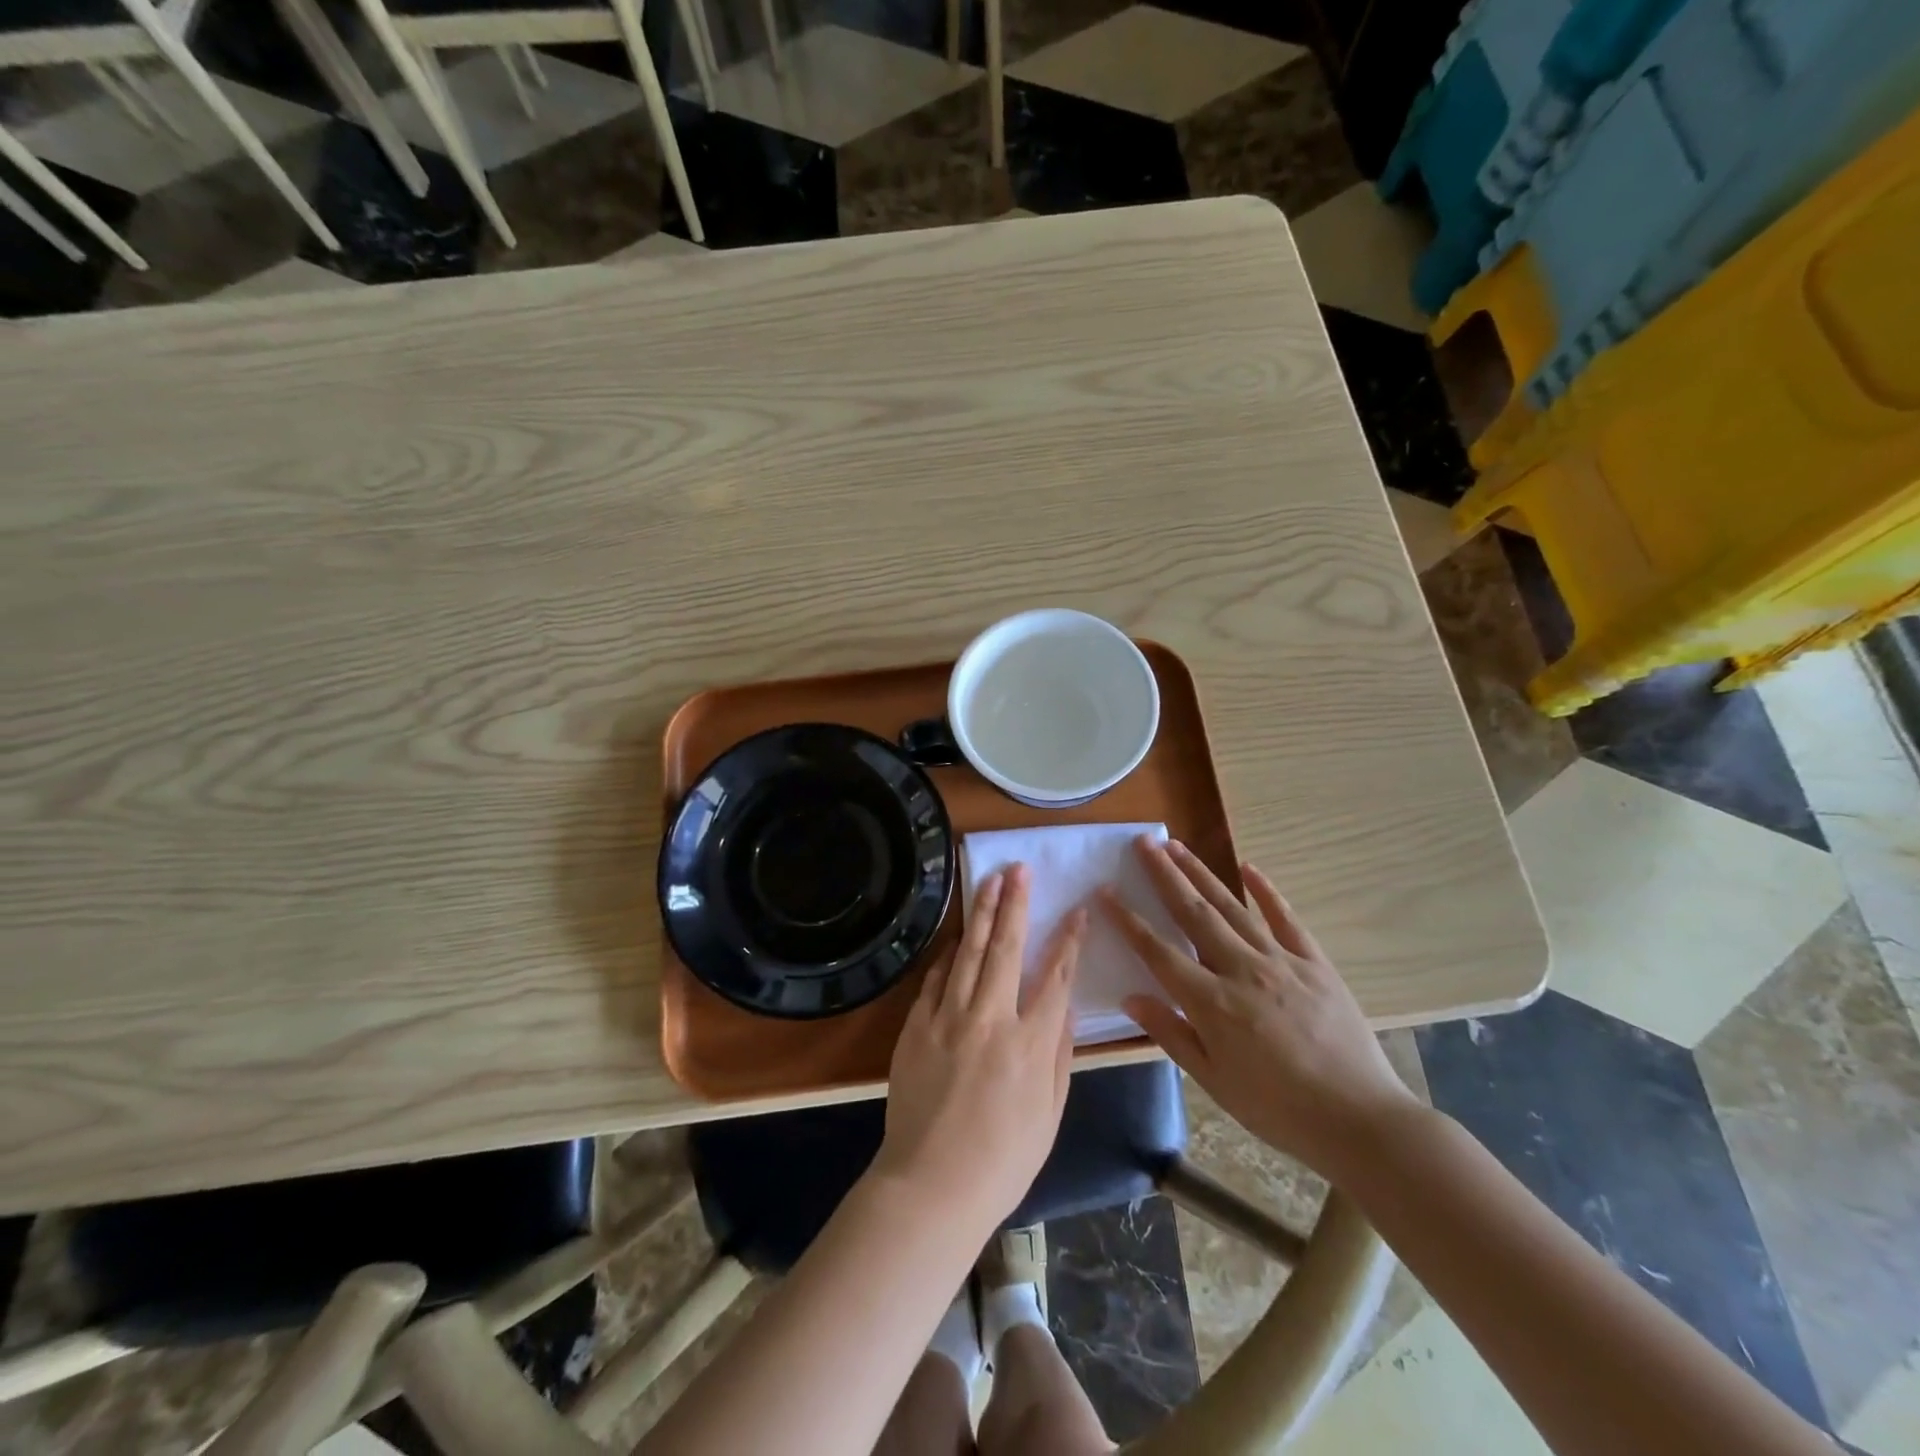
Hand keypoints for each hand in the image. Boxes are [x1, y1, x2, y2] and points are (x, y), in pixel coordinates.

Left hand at [872, 865, 1084, 1235]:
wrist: (931, 1185)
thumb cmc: (1002, 1160)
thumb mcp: (1050, 1115)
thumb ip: (1060, 1055)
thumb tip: (1065, 1006)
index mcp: (1031, 1043)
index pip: (1056, 976)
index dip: (1069, 940)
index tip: (1077, 911)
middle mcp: (992, 1018)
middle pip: (1008, 948)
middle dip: (1016, 904)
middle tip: (1020, 870)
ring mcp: (949, 1018)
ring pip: (971, 952)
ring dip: (983, 913)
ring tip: (991, 881)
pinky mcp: (918, 1025)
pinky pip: (937, 978)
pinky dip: (950, 953)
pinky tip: (959, 935)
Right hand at [1100, 837, 1415, 1181]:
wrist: (1359, 1120)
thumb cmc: (1277, 1109)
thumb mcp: (1213, 1081)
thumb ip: (1171, 1034)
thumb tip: (1131, 996)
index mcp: (1211, 1002)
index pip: (1158, 951)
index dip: (1128, 920)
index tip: (1106, 891)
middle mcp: (1240, 970)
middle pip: (1193, 913)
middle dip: (1164, 875)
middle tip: (1144, 843)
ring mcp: (1280, 961)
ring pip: (1232, 907)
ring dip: (1201, 873)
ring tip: (1177, 846)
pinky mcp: (1314, 963)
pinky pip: (1286, 918)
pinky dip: (1266, 891)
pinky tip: (1249, 867)